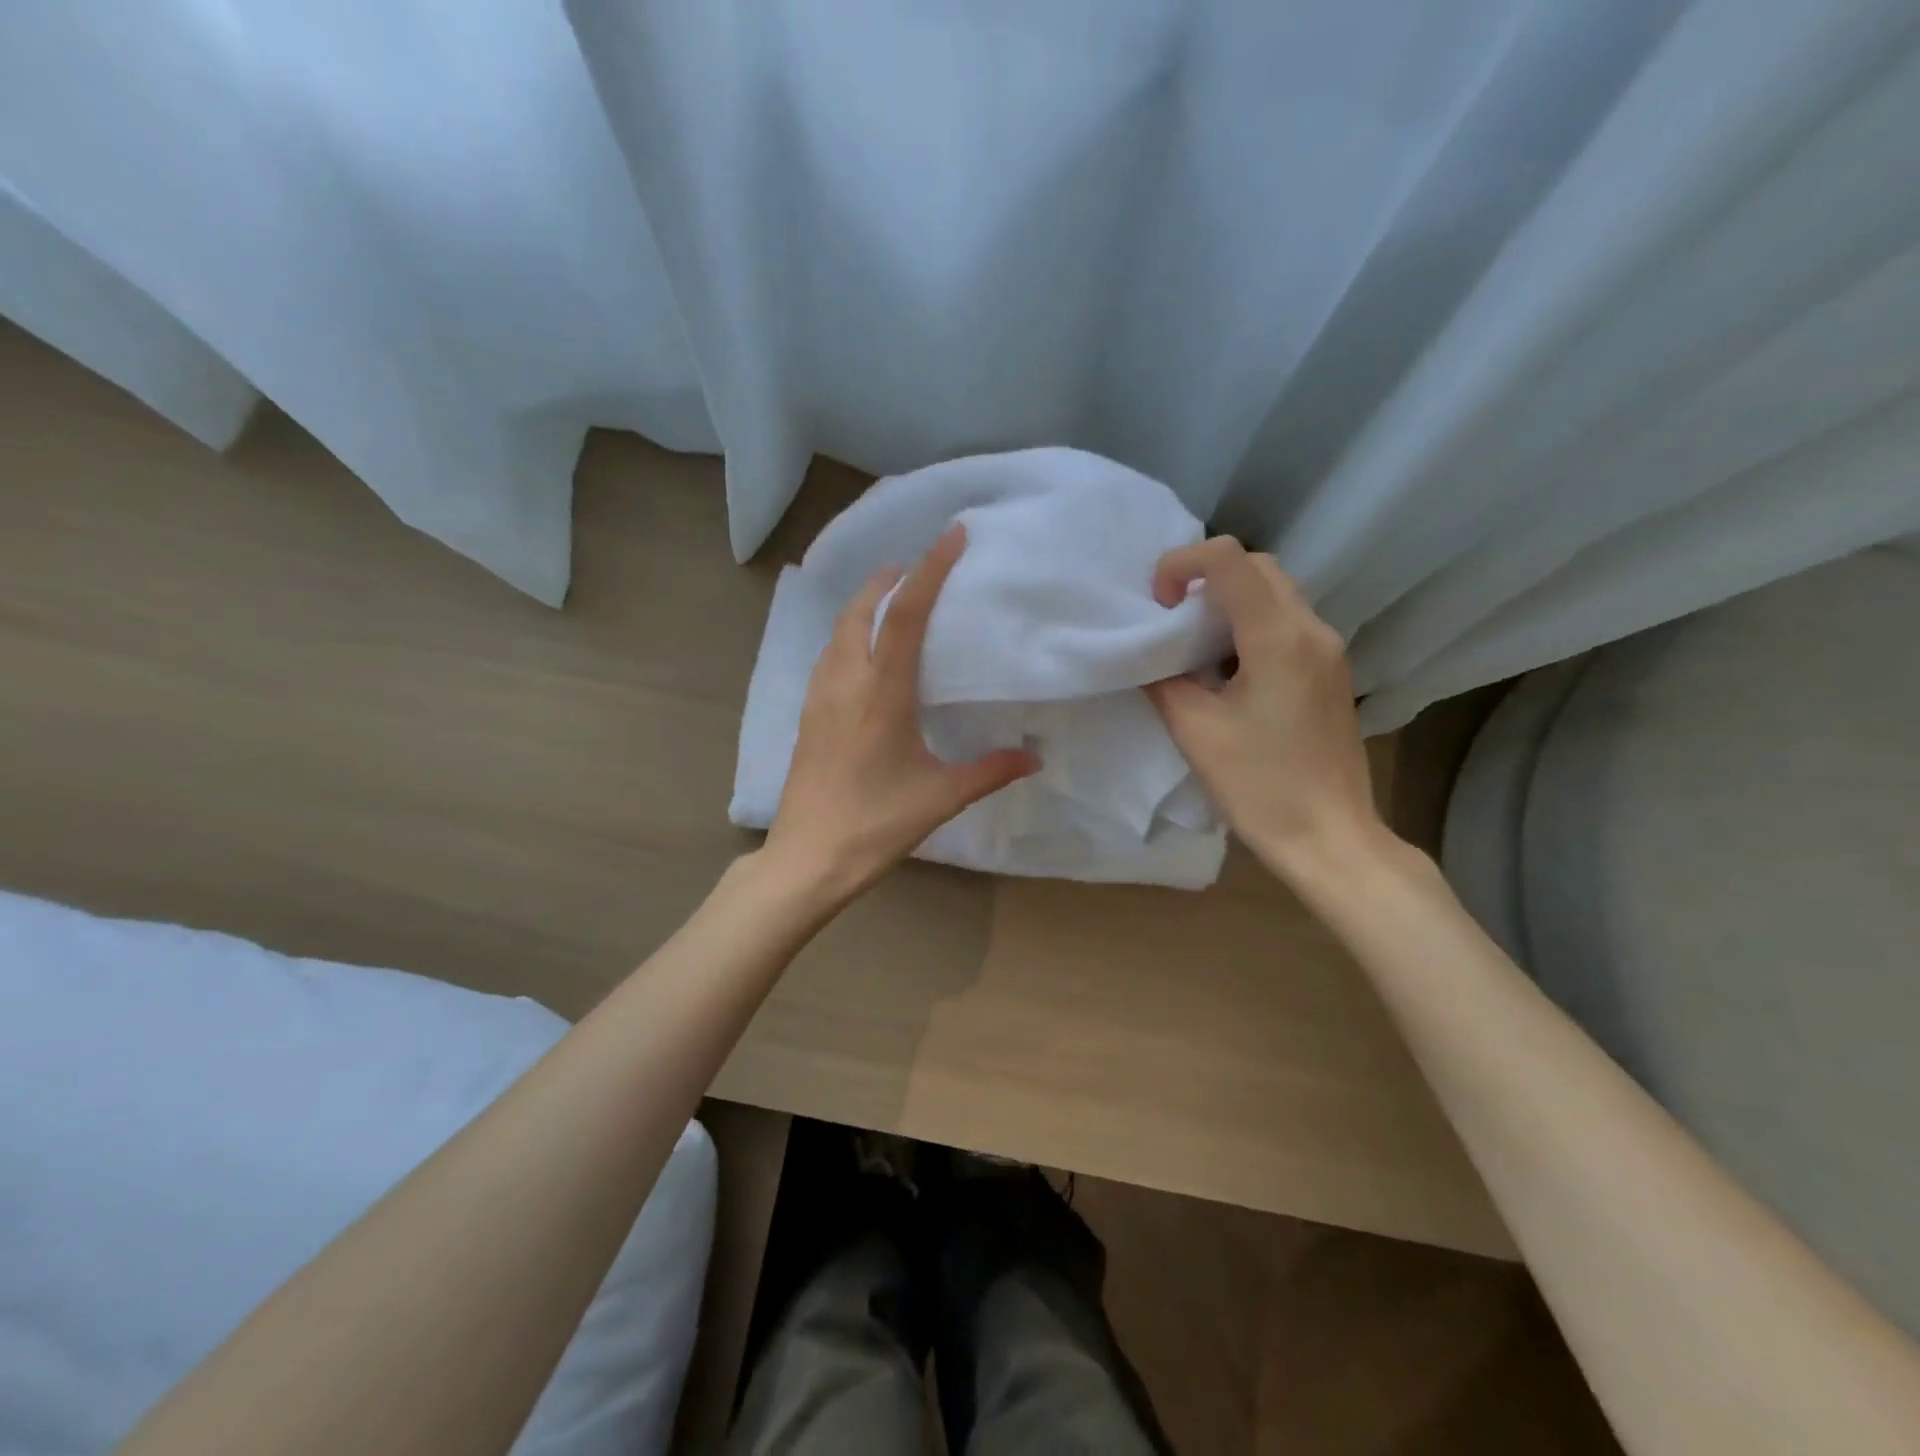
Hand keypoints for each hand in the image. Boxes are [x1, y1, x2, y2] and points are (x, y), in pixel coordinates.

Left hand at [763, 525, 1038, 900]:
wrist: (807, 859)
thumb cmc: (875, 825)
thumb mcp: (941, 797)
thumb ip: (990, 771)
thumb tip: (1035, 757)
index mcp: (880, 693)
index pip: (904, 615)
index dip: (929, 570)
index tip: (950, 535)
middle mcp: (844, 682)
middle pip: (860, 609)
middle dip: (887, 579)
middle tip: (916, 567)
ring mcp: (819, 697)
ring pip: (837, 631)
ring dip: (863, 605)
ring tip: (890, 601)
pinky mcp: (807, 716)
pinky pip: (828, 656)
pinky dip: (847, 635)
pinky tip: (863, 655)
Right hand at [1145, 537, 1388, 880]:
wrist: (1329, 836)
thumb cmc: (1260, 786)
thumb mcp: (1195, 731)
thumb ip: (1164, 680)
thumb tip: (1149, 656)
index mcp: (1278, 638)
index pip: (1229, 559)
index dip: (1182, 564)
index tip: (1158, 605)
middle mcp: (1312, 629)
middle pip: (1257, 566)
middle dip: (1206, 577)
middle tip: (1171, 617)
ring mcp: (1328, 650)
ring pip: (1276, 592)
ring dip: (1230, 600)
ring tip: (1193, 643)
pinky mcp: (1331, 672)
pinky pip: (1287, 622)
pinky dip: (1250, 623)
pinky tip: (1228, 668)